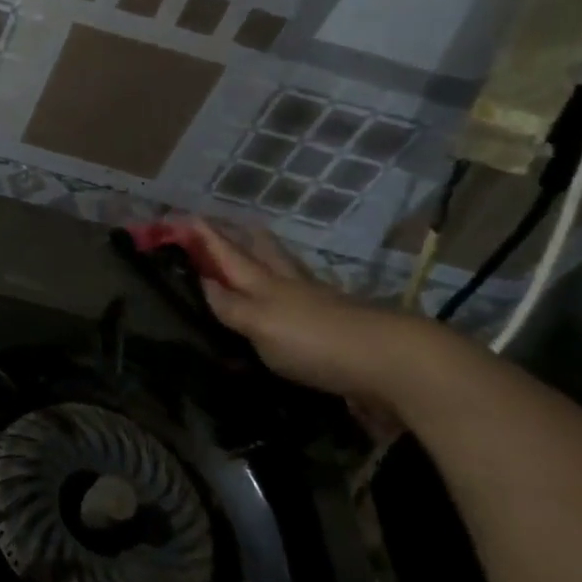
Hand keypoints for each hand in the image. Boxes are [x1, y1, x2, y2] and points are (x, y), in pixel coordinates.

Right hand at [183, 216, 438, 424]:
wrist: (397, 365)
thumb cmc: (318, 341)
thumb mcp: (261, 325)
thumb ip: (231, 306)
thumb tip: (201, 281)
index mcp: (266, 283)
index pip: (228, 254)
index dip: (205, 236)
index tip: (183, 215)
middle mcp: (292, 287)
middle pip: (265, 253)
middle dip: (244, 237)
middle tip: (231, 223)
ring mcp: (321, 304)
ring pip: (288, 273)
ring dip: (270, 260)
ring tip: (258, 253)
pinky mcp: (341, 327)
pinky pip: (306, 299)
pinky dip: (291, 291)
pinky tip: (291, 300)